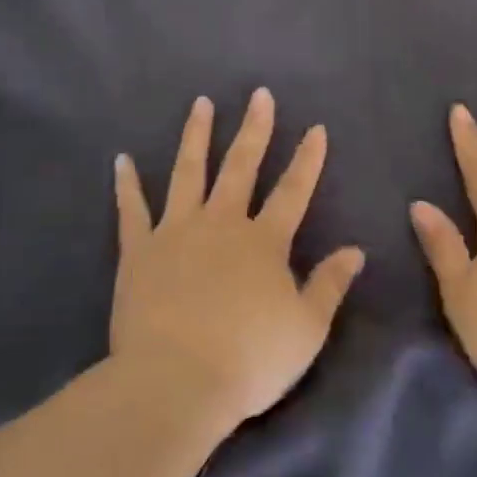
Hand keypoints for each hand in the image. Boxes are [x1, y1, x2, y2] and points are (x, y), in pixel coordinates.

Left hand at [112, 89, 365, 426]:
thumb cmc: (249, 360)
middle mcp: (221, 224)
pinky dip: (126, 184)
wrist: (176, 382)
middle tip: (259, 94)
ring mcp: (176, 232)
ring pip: (188, 172)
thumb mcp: (306, 329)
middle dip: (254, 129)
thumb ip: (329, 284)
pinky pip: (131, 210)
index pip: (293, 191)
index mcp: (264, 242)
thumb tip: (355, 250)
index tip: (316, 128)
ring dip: (196, 136)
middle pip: (241, 167)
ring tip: (201, 104)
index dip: (307, 159)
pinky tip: (121, 160)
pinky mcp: (138, 250)